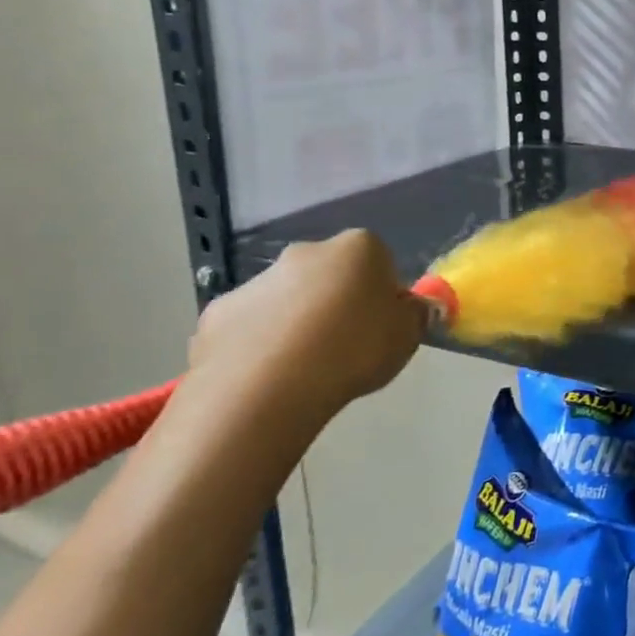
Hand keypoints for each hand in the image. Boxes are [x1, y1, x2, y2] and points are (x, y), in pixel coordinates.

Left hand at [188, 230, 426, 419]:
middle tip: (347, 346)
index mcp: (358, 248)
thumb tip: (416, 307)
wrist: (268, 387)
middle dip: (337, 302)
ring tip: (307, 369)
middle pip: (330, 275)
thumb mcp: (408, 336)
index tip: (383, 326)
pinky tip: (270, 376)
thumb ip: (415, 315)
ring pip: (288, 299)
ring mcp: (257, 281)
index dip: (383, 294)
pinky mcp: (218, 313)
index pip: (379, 261)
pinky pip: (250, 326)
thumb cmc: (354, 350)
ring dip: (297, 322)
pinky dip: (259, 344)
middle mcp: (306, 252)